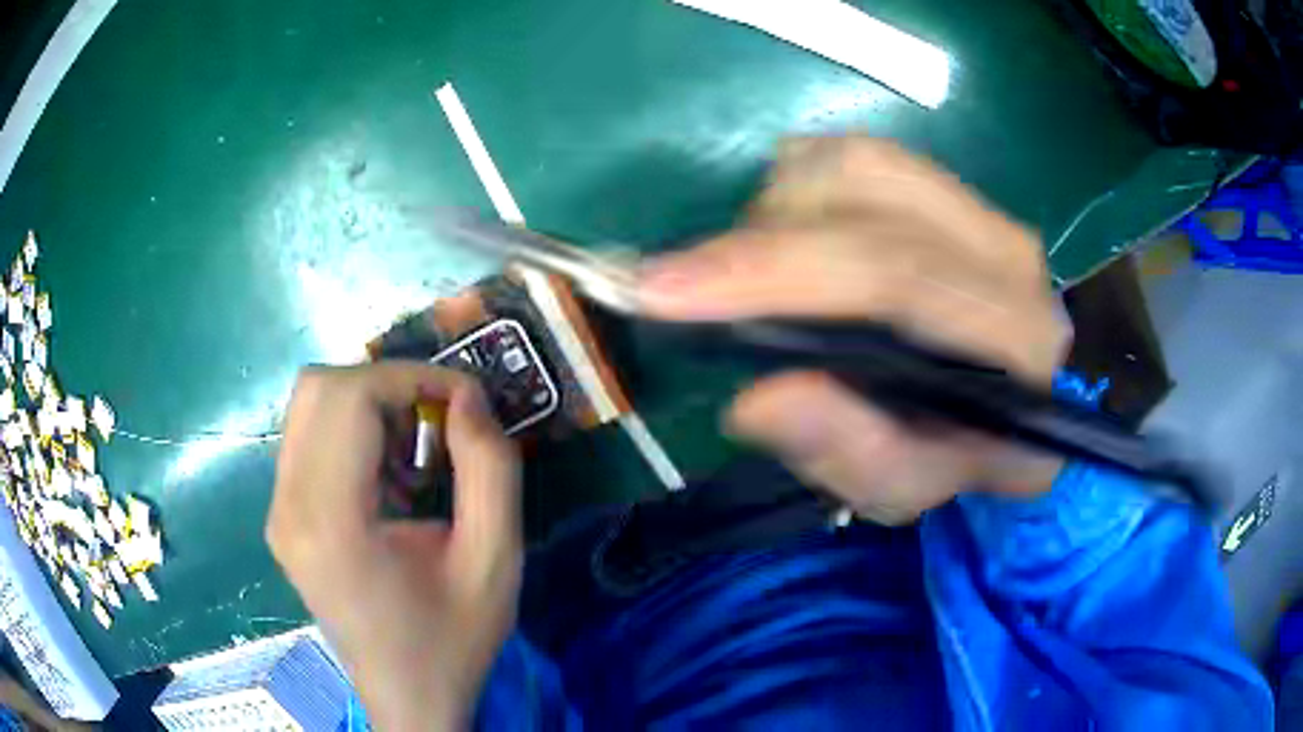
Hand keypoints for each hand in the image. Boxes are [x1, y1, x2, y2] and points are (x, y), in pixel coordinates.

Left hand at [268, 363, 520, 729]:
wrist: (408, 697)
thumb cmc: (453, 640)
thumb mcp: (495, 560)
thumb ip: (491, 469)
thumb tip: (468, 397)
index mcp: (332, 523)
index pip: (350, 398)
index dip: (411, 377)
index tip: (465, 401)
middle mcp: (288, 508)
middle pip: (319, 388)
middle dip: (387, 385)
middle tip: (438, 422)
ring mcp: (278, 513)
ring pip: (309, 405)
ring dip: (369, 406)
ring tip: (416, 454)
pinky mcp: (283, 518)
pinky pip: (308, 437)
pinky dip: (352, 431)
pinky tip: (390, 478)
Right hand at [639, 137, 1071, 524]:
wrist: (996, 402)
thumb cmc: (950, 452)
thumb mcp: (899, 486)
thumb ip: (846, 452)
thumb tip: (755, 399)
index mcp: (1018, 339)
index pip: (901, 278)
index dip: (779, 274)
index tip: (667, 292)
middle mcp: (1008, 254)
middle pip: (868, 198)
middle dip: (752, 241)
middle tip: (668, 284)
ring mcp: (977, 204)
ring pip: (851, 162)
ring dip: (774, 214)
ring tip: (747, 277)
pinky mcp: (945, 183)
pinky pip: (849, 153)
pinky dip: (793, 189)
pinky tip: (783, 239)